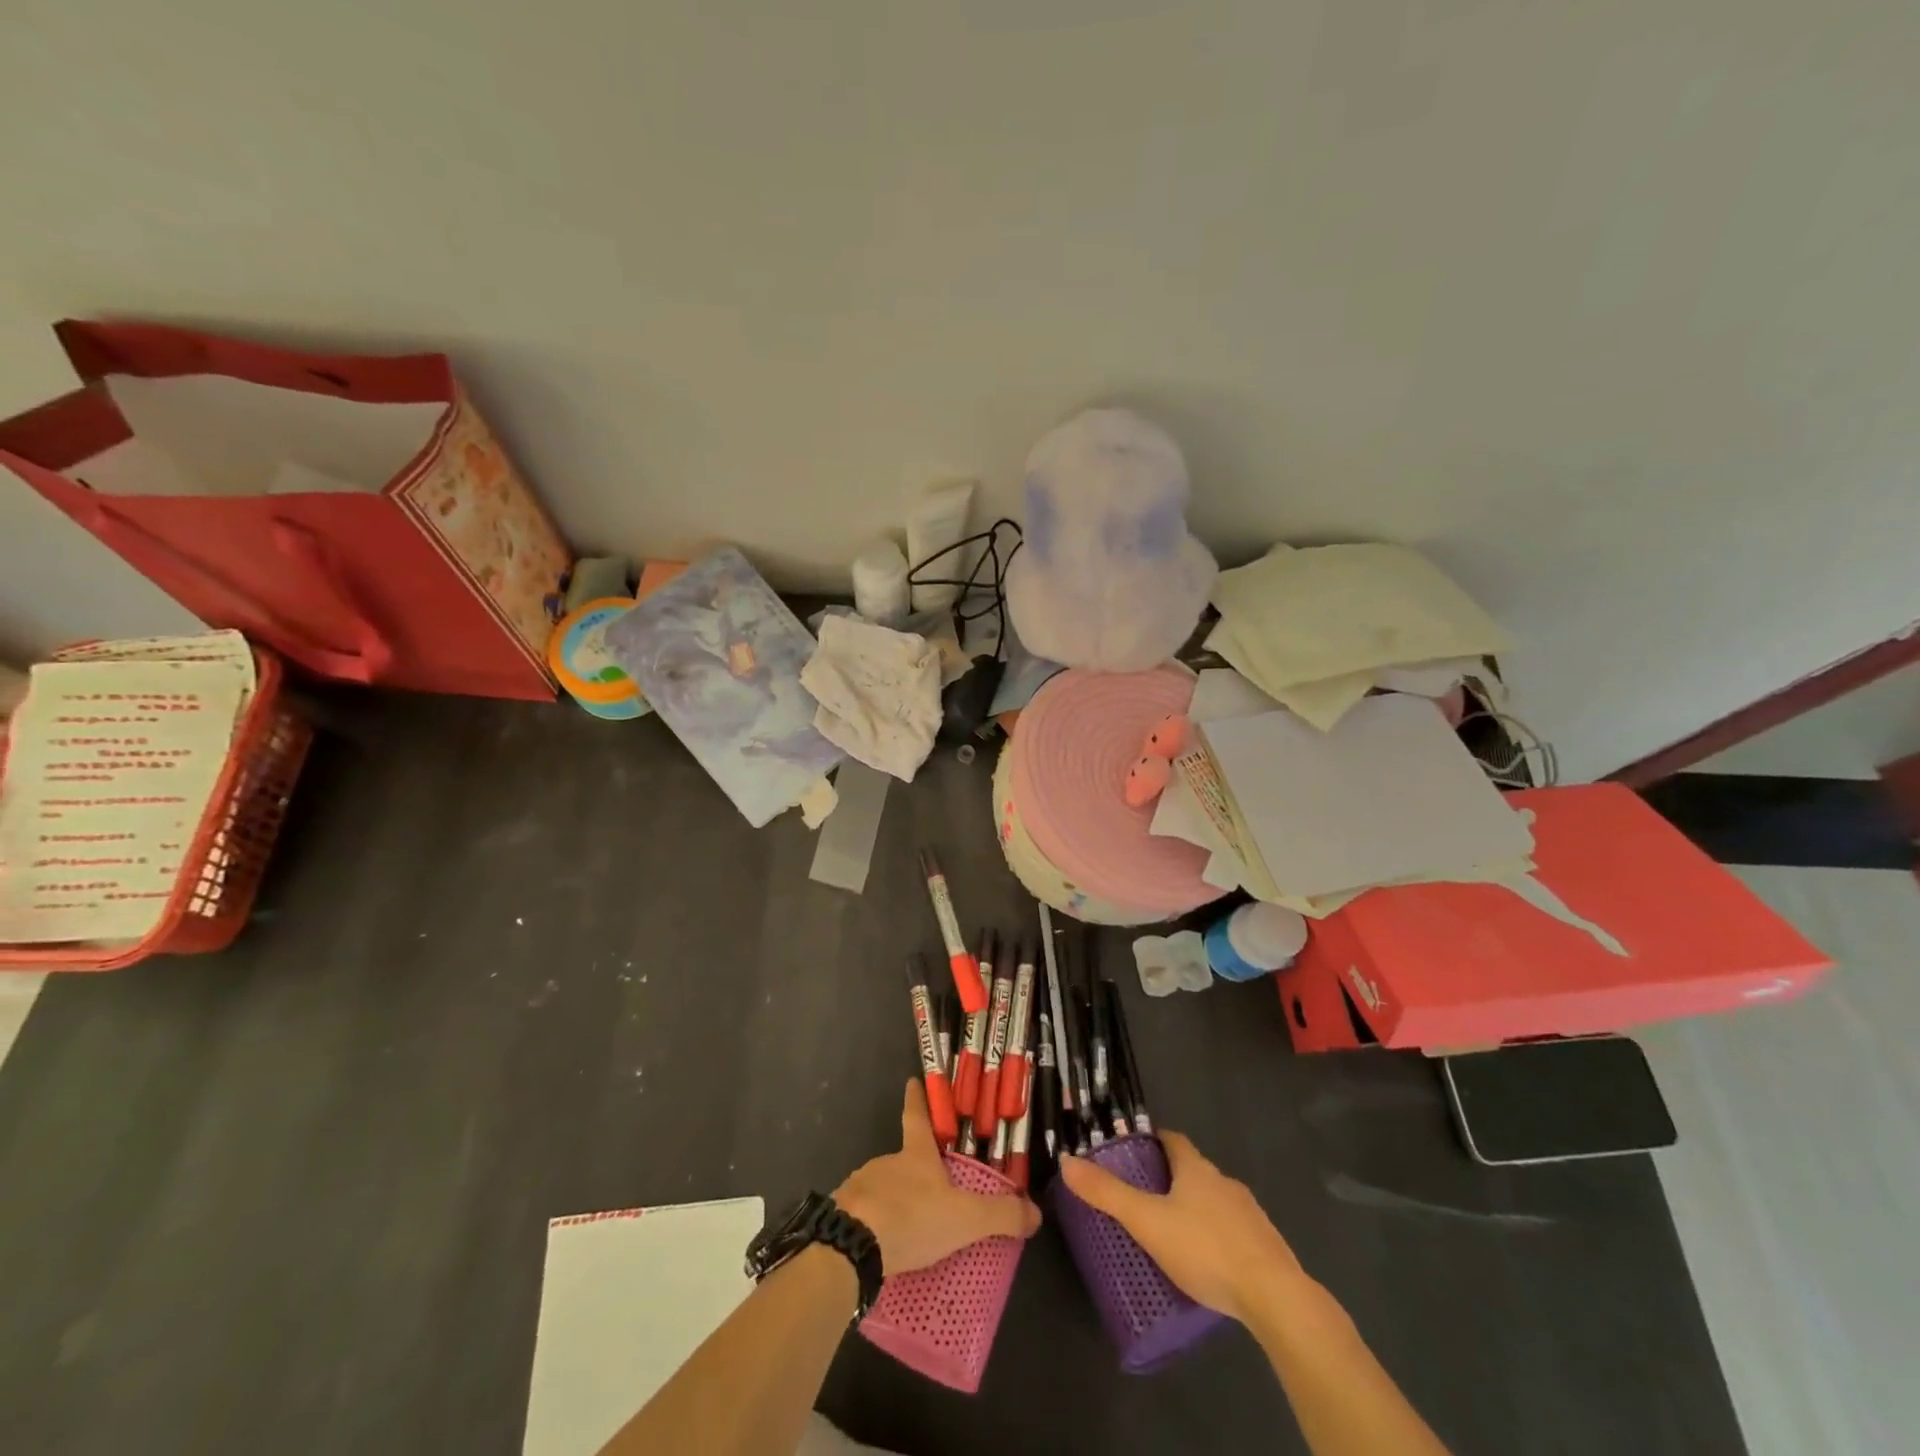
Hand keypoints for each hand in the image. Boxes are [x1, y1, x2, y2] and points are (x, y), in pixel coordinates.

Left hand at [834, 1081, 1041, 1275]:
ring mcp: (861, 1186)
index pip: (917, 1115)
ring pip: (883, 1188)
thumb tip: (1036, 1212)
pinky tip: (885, 1247)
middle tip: (932, 1188)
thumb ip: (1000, 1215)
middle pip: (903, 1158)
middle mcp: (886, 1162)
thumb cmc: (911, 1217)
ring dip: (896, 1201)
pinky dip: (877, 1225)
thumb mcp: (963, 1218)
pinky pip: (865, 1215)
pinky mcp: (843, 1214)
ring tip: (912, 1228)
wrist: (850, 1246)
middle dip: (915, 1170)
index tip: (913, 1079)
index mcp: (915, 1154)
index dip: (918, 1097)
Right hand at [1058, 1131, 1305, 1325]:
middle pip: (1194, 1170)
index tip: (1136, 1153)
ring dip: (1196, 1210)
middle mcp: (1224, 1182)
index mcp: (1196, 1169)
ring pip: (1215, 1201)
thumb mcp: (1147, 1222)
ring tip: (1173, 1236)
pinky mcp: (1266, 1246)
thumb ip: (1108, 1194)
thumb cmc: (1205, 1250)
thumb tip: (1067, 1162)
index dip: (1154, 1142)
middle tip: (1145, 1199)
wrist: (1275, 1296)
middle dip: (1171, 1180)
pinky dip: (1217, 1238)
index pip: (1173, 1140)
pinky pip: (1234, 1231)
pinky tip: (1207, 1265)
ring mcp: (1250, 1213)